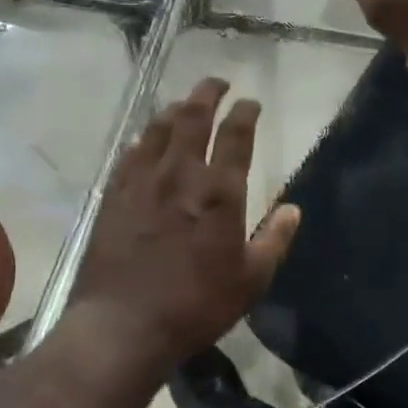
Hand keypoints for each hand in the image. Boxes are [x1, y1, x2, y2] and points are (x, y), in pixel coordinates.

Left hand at [68, 78, 300, 374]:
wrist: (123, 325)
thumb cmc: (195, 305)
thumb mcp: (250, 281)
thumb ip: (274, 240)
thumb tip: (293, 209)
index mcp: (219, 191)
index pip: (237, 135)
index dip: (245, 112)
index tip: (251, 102)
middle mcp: (180, 174)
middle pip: (194, 117)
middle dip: (208, 93)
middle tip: (217, 83)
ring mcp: (142, 181)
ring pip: (159, 127)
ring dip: (176, 109)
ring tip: (185, 104)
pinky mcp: (114, 194)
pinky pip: (130, 153)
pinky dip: (144, 138)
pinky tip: (146, 140)